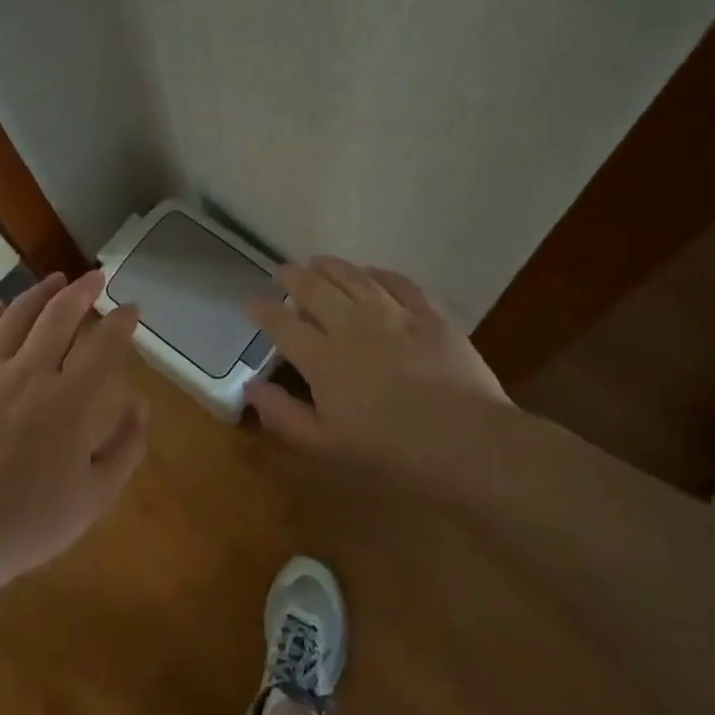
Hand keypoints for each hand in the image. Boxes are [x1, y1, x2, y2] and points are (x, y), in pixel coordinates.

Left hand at [0, 271, 146, 589]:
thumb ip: (126, 447)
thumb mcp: (96, 496)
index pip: (103, 344)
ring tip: (55, 280)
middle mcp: (29, 374)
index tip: (132, 308)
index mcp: (70, 400)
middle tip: (96, 278)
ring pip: (15, 317)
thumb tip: (140, 404)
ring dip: (39, 293)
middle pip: (59, 315)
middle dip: (82, 290)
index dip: (121, 321)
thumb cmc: (32, 520)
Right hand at [243, 257, 517, 494]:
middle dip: (292, 276)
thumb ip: (284, 415)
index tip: (250, 302)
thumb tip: (251, 388)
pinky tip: (371, 272)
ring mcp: (393, 315)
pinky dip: (379, 273)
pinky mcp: (429, 314)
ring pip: (354, 278)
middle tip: (282, 271)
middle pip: (314, 289)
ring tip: (318, 261)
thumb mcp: (325, 446)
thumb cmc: (390, 453)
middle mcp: (351, 326)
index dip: (262, 310)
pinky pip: (399, 282)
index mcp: (322, 358)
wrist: (464, 442)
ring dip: (331, 266)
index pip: (282, 324)